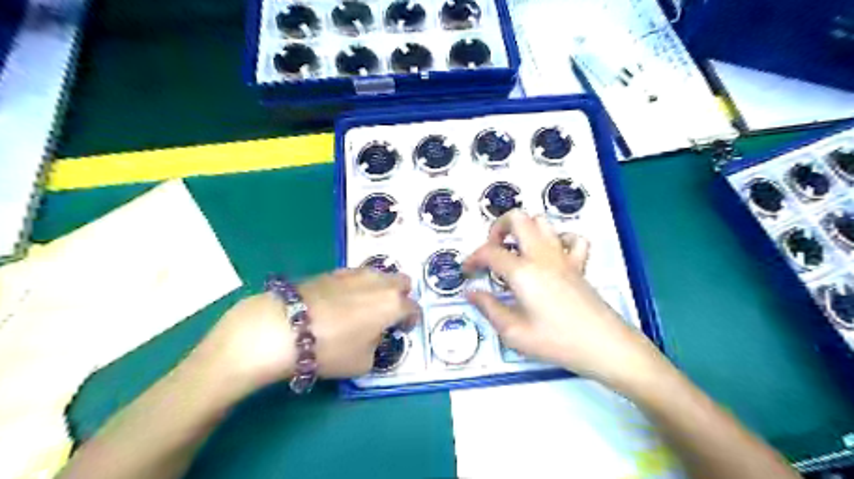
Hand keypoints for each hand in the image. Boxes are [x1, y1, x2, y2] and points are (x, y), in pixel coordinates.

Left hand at [192, 267, 419, 395]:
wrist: (284, 327)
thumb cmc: (331, 349)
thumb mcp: (363, 362)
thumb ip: (377, 346)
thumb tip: (373, 336)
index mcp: (393, 304)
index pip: (413, 309)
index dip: (411, 321)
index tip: (402, 330)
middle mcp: (380, 283)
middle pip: (403, 281)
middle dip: (401, 296)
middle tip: (388, 314)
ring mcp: (357, 273)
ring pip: (380, 275)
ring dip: (380, 288)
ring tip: (364, 306)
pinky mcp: (335, 271)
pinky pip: (357, 275)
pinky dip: (358, 285)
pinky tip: (343, 300)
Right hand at [465, 210, 663, 389]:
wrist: (604, 346)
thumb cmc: (557, 342)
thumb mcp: (514, 333)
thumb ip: (489, 308)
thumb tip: (471, 292)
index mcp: (523, 271)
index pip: (489, 252)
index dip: (472, 258)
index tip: (467, 271)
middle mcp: (542, 256)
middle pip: (517, 218)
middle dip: (497, 228)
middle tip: (492, 250)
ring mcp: (563, 257)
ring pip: (542, 222)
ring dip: (524, 230)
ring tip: (515, 252)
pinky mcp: (579, 264)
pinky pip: (571, 238)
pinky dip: (557, 240)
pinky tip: (550, 256)